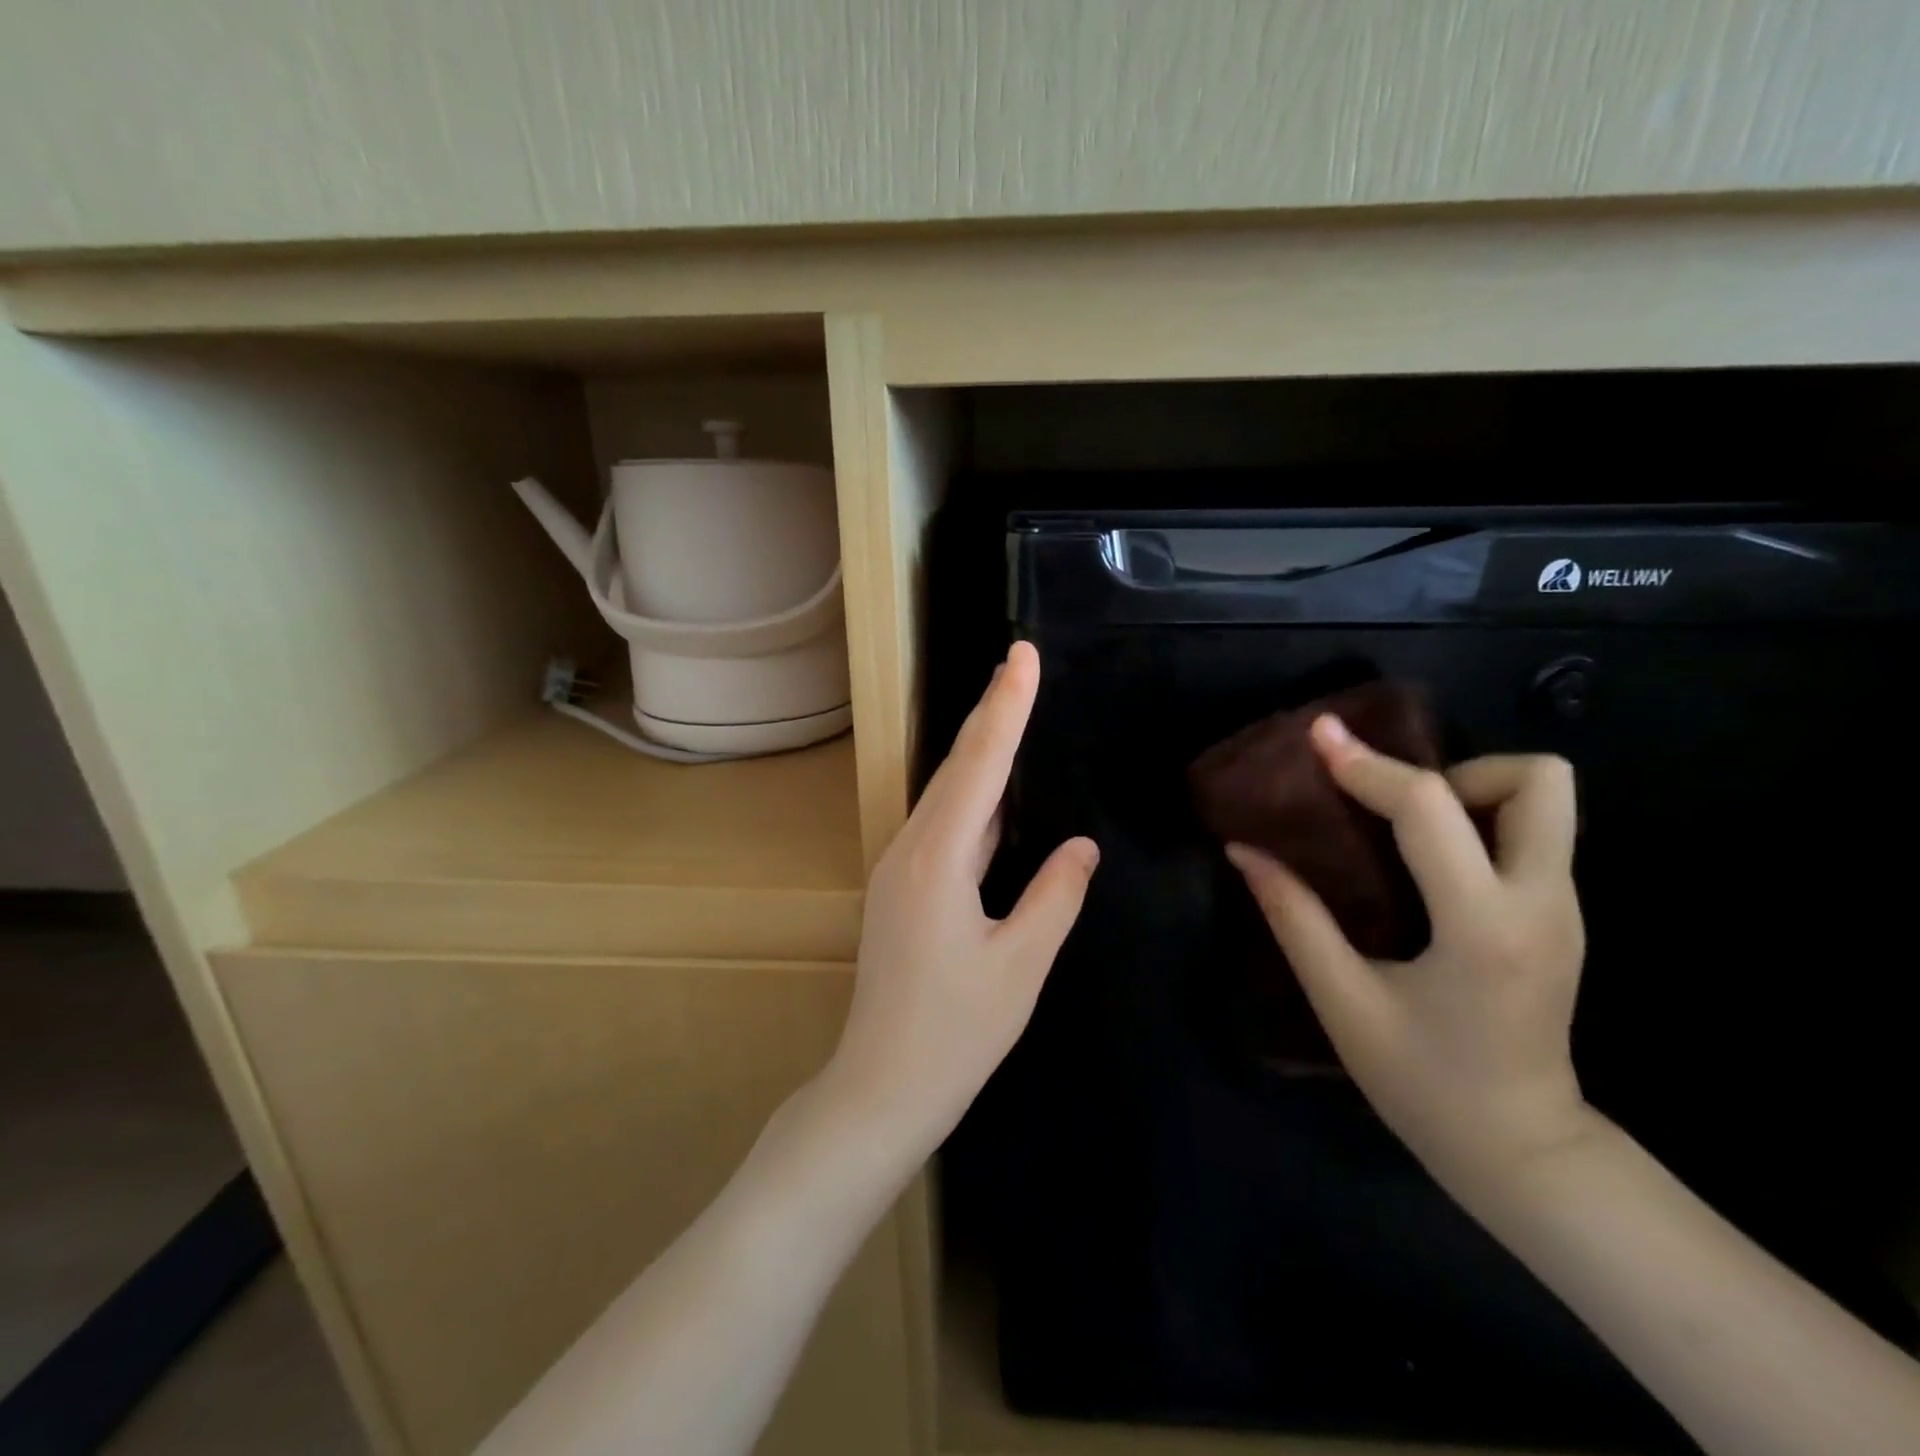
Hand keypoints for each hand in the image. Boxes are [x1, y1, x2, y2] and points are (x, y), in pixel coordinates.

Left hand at [828, 642, 1098, 1165]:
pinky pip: (945, 826)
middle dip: (992, 712)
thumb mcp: (1021, 965)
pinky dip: (975, 796)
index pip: (980, 766)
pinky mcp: (903, 887)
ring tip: (1013, 707)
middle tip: (1020, 662)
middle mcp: (911, 849)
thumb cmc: (956, 1033)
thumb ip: (1055, 896)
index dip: (1005, 707)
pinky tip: (996, 789)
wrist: (882, 1086)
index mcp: (938, 859)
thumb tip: (1083, 845)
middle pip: (958, 768)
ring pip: (949, 795)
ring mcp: (901, 867)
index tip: (1021, 655)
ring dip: (982, 751)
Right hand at [1228, 715, 1595, 1198]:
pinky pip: (1531, 833)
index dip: (1367, 766)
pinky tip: (1423, 860)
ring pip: (1546, 801)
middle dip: (1455, 770)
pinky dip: (1476, 821)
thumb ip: (1293, 917)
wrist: (1522, 1151)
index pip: (1430, 809)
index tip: (1320, 738)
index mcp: (1482, 926)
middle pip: (1538, 780)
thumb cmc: (1423, 1084)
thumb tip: (1244, 851)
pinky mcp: (1562, 917)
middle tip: (1393, 805)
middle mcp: (1542, 903)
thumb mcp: (1343, 1001)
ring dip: (1470, 792)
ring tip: (1404, 829)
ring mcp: (1564, 909)